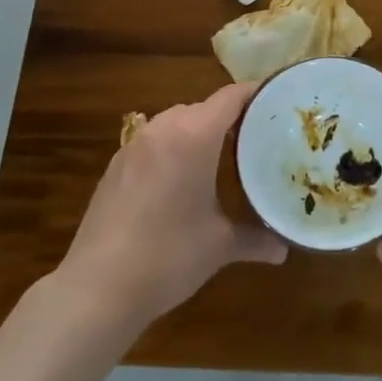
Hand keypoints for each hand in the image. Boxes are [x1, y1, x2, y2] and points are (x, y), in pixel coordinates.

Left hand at [59, 83, 286, 326]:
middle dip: (230, 118)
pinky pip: (154, 142)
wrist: (97, 287)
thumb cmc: (168, 256)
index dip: (256, 94)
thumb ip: (255, 238)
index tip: (278, 101)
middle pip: (204, 107)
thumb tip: (283, 249)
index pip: (231, 97)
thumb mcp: (219, 245)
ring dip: (199, 132)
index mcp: (194, 135)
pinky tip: (179, 181)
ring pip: (176, 122)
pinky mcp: (116, 165)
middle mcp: (163, 128)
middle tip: (257, 138)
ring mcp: (135, 145)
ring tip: (221, 158)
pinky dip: (172, 149)